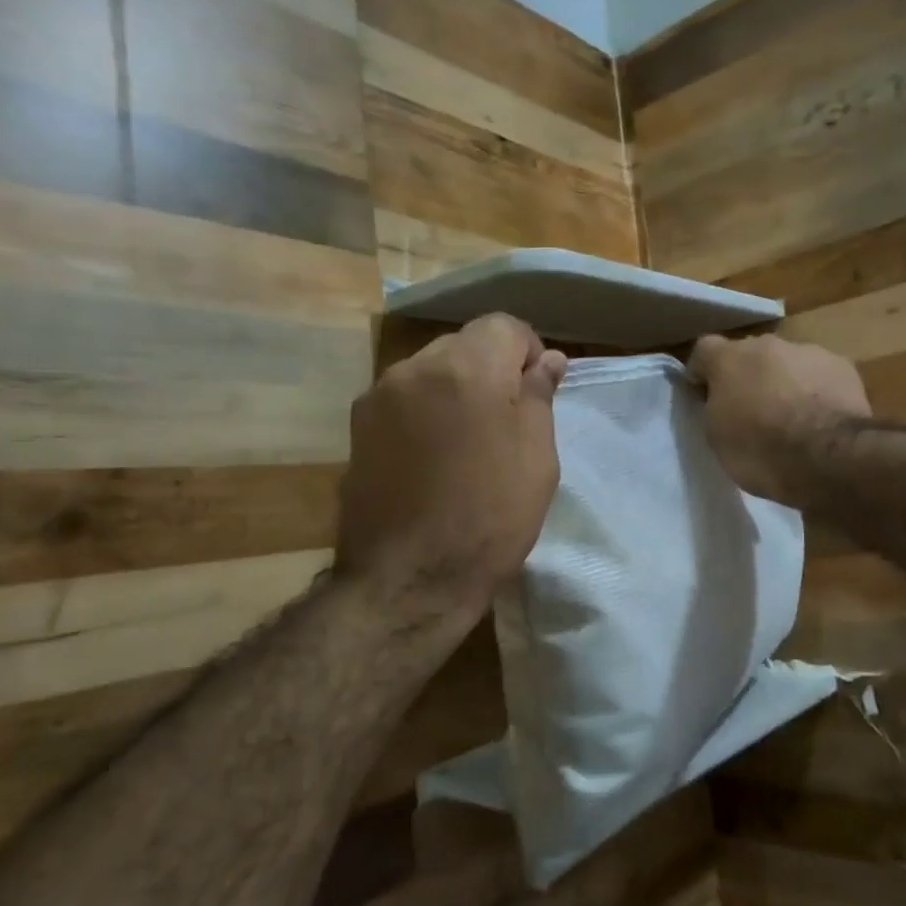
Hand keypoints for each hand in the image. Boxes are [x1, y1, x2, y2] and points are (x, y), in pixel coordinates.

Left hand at [336, 314, 565, 626]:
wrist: (410, 579)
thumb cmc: (490, 518)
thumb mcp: (537, 458)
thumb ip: (539, 396)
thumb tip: (547, 360)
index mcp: (468, 367)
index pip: (503, 326)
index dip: (527, 352)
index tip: (535, 391)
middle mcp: (416, 367)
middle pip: (463, 345)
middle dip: (489, 369)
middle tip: (505, 422)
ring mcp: (379, 396)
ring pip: (430, 371)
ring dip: (454, 390)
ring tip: (465, 444)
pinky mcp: (357, 427)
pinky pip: (403, 399)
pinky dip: (424, 412)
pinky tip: (432, 458)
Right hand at [688, 334, 870, 506]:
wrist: (827, 457)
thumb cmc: (761, 451)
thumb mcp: (718, 437)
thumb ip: (716, 408)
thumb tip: (724, 400)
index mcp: (729, 359)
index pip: (704, 350)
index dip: (703, 373)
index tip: (705, 397)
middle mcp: (767, 344)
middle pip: (750, 354)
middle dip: (748, 376)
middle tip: (752, 411)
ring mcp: (808, 351)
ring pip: (788, 363)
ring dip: (785, 383)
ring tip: (793, 419)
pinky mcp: (842, 366)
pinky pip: (820, 376)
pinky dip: (816, 391)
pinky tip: (822, 420)